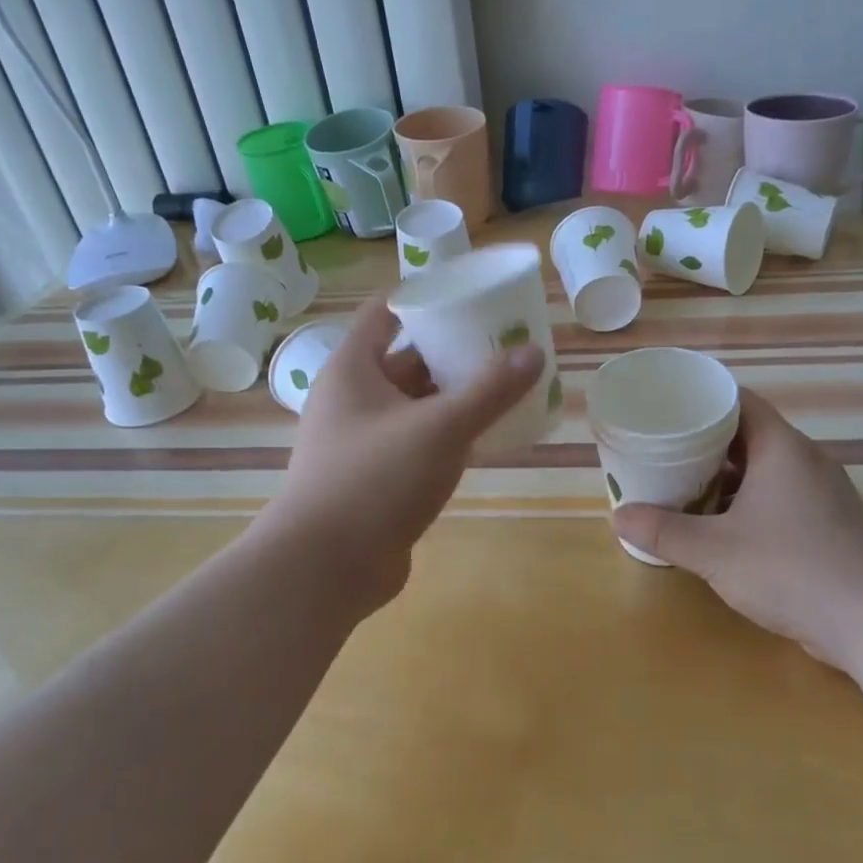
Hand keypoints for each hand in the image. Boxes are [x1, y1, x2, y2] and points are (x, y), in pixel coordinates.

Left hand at [256, 294, 543, 616]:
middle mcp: (352, 398)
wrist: (327, 566)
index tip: (471, 296)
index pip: (386, 313)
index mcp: (354, 369)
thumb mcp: (441, 427)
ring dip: (453, 394)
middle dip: (452, 350)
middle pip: (406, 358)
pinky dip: (446, 433)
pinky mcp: (375, 477)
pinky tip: (484, 435)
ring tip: (504, 384)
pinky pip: (416, 440)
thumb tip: (534, 352)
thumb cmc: (376, 479)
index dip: (425, 298)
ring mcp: (362, 440)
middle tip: (502, 343)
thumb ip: (490, 390)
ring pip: (414, 403)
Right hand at [611, 390, 862, 671]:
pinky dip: (749, 503)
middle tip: (663, 452)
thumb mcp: (715, 552)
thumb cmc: (792, 570)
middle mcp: (807, 462)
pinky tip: (723, 528)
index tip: (666, 410)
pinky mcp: (832, 526)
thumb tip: (619, 516)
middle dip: (705, 444)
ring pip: (766, 470)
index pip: (739, 402)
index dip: (702, 401)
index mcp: (782, 449)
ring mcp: (824, 495)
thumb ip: (664, 532)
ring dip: (727, 478)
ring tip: (684, 488)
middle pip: (749, 436)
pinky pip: (782, 498)